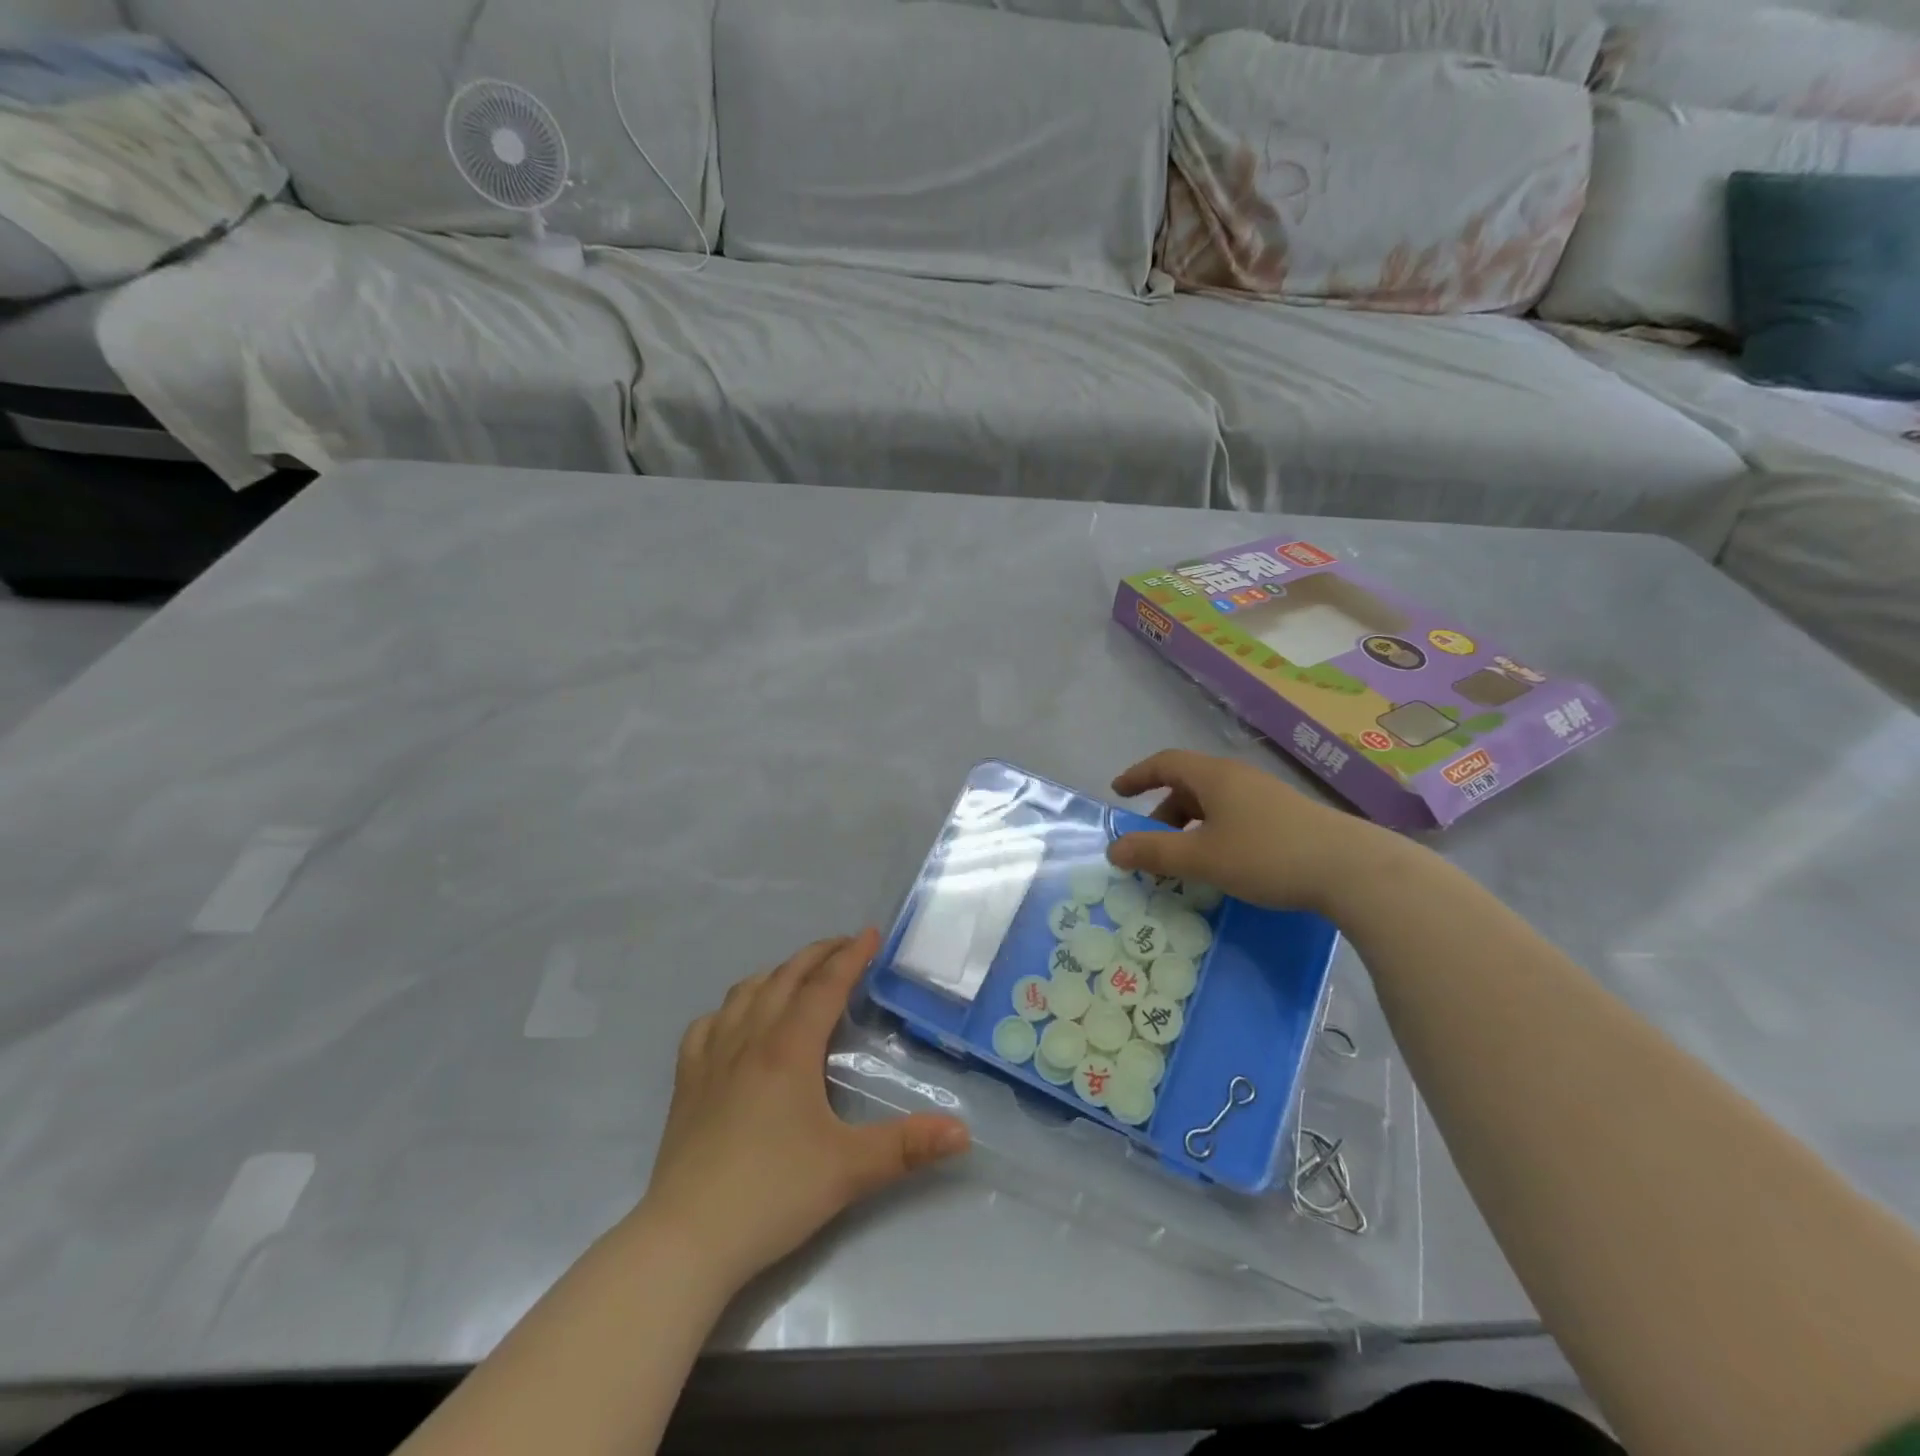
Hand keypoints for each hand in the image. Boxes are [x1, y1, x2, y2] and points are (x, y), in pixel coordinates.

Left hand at [636, 929, 970, 1295]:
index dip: (852, 956)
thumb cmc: (773, 1195)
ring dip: (777, 973)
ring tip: (798, 977)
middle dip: (818, 954)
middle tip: (845, 946)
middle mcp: (749, 1039)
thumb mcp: (850, 1170)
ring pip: (746, 992)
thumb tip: (963, 1131)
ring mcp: (711, 1058)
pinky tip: (736, 1022)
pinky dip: (730, 1009)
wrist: (686, 1239)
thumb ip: (908, 1147)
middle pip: (786, 977)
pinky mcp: (686, 1082)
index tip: (872, 933)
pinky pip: (707, 1024)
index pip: (826, 986)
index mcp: (789, 1049)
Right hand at [1107, 750, 1387, 914]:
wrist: (1351, 869)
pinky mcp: (1286, 817)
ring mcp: (1265, 796)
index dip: (1138, 775)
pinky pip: (1235, 816)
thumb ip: (1154, 852)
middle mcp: (1238, 778)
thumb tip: (1114, 849)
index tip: (1118, 792)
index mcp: (1214, 777)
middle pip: (1189, 785)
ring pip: (1213, 804)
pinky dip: (1214, 833)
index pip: (1165, 763)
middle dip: (1163, 812)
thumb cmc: (1266, 855)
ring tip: (1185, 860)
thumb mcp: (1201, 858)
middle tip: (1151, 844)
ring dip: (1190, 826)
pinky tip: (1223, 863)